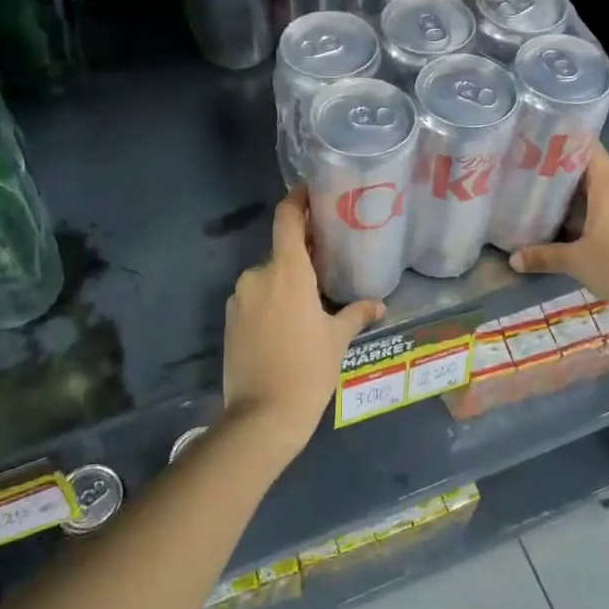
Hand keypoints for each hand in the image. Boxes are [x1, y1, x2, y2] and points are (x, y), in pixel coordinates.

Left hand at [222, 188, 383, 459]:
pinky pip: (254, 299)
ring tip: (310, 305)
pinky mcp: (229, 320)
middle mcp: (258, 276)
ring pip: (268, 279)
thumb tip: (379, 305)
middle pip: (282, 253)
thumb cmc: (308, 370)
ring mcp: (239, 298)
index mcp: (287, 272)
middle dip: (303, 257)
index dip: (297, 199)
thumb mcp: (337, 340)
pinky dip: (271, 303)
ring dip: (287, 283)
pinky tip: (287, 327)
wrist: (262, 416)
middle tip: (328, 265)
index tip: (310, 192)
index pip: (287, 219)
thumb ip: (356, 314)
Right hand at [507, 144, 608, 322]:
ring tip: (551, 205)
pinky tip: (577, 226)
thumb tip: (512, 259)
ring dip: (582, 198)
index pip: (589, 149)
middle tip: (536, 181)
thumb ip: (543, 256)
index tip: (541, 147)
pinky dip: (598, 212)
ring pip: (606, 192)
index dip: (566, 145)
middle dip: (566, 177)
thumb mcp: (576, 262)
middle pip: (594, 172)